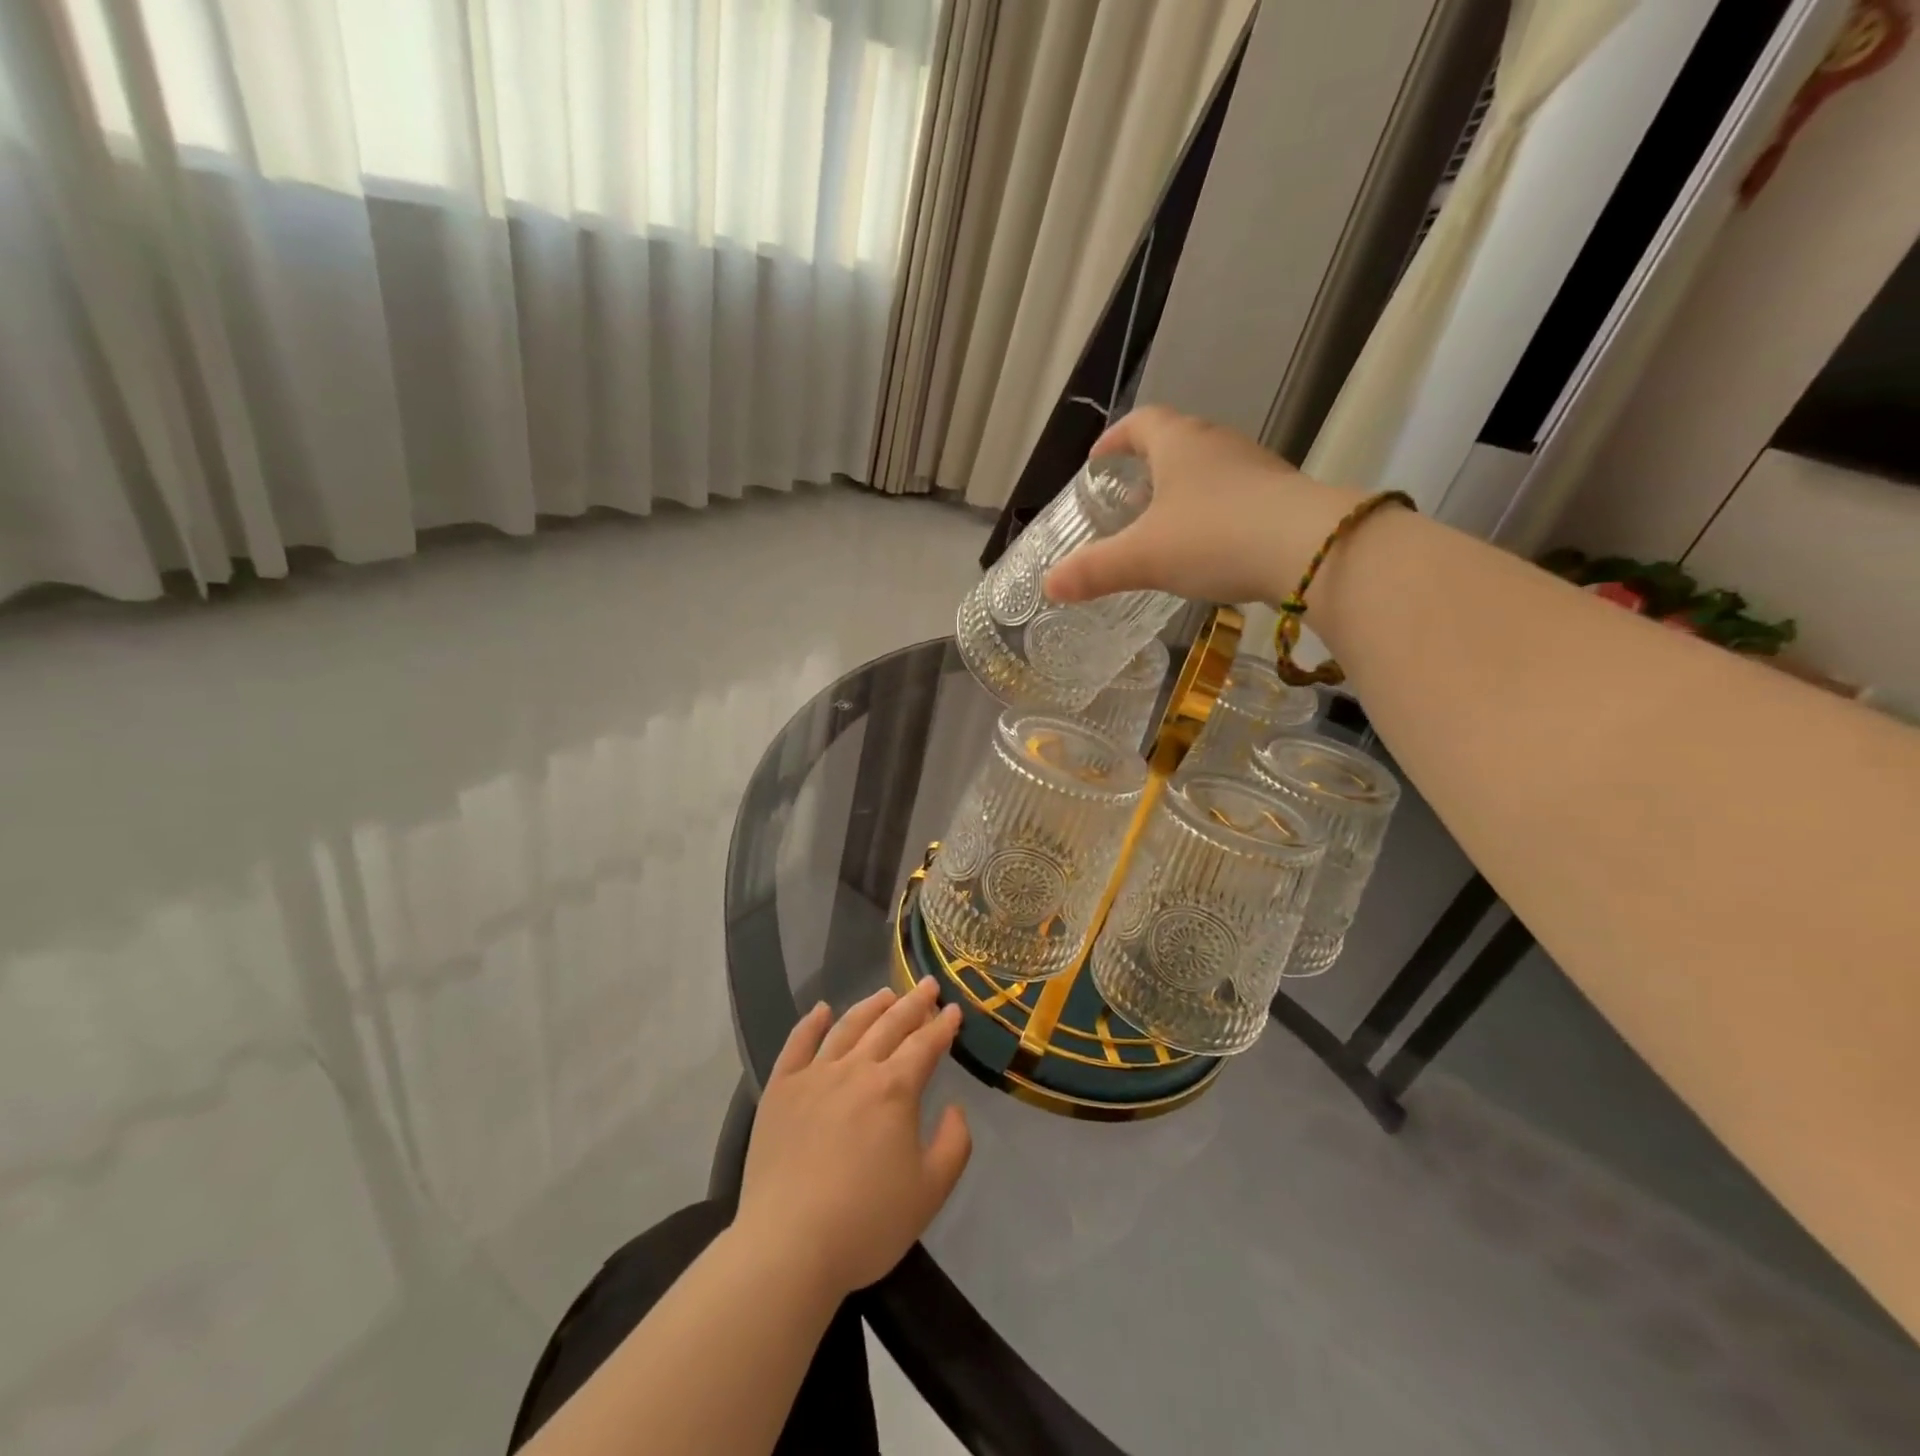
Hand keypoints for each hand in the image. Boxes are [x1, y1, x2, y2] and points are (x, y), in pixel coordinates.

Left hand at [734, 978, 970, 1297]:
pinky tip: (821, 1010)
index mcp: (895, 1089)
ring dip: (870, 1006)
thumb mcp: (930, 1192)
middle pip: (890, 1025)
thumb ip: (954, 1144)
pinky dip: (811, 1023)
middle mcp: (856, 1069)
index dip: (943, 1026)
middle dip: (913, 1003)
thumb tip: (954, 1108)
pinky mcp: (780, 1090)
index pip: (925, 1045)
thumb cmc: (866, 1223)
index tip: (954, 1010)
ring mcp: (814, 1075)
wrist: (788, 1247)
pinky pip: (797, 1044)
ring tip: (886, 993)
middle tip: (927, 985)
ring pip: (847, 1027)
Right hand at [1043, 407, 1361, 609]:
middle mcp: (1218, 444)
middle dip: (1149, 465)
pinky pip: (1236, 495)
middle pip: (1177, 441)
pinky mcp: (1282, 495)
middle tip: (1127, 496)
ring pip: (1210, 469)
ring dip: (1184, 489)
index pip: (1141, 423)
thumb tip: (1049, 586)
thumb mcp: (1143, 558)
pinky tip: (1210, 546)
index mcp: (1179, 444)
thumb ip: (1094, 571)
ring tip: (1165, 524)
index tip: (1098, 460)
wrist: (1310, 550)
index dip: (1116, 439)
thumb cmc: (1214, 538)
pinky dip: (1214, 511)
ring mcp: (1256, 467)